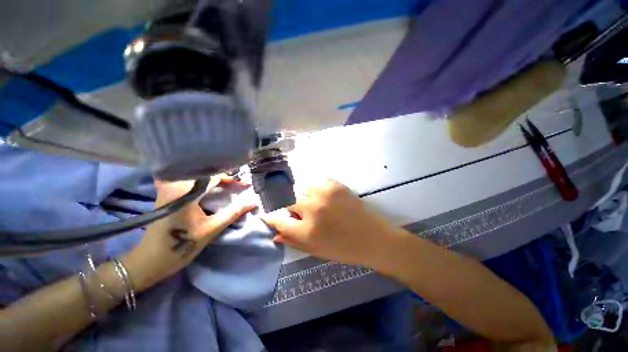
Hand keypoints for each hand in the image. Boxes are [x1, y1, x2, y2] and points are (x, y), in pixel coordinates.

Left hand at [122, 177, 255, 290]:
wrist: (149, 261)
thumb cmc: (179, 245)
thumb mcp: (211, 229)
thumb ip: (234, 212)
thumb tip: (254, 201)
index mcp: (183, 191)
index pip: (213, 176)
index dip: (232, 179)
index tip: (246, 184)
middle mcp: (174, 184)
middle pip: (205, 174)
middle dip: (224, 178)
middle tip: (239, 185)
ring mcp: (169, 189)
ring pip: (198, 178)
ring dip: (215, 181)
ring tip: (230, 186)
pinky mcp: (168, 195)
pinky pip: (191, 184)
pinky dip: (205, 185)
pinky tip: (213, 191)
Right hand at [262, 179, 397, 265]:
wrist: (375, 238)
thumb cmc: (346, 250)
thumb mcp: (317, 252)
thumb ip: (294, 242)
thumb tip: (275, 234)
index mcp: (308, 231)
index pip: (278, 220)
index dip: (269, 217)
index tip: (266, 214)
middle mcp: (313, 209)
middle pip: (286, 199)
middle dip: (283, 203)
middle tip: (288, 207)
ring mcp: (325, 194)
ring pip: (298, 185)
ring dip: (297, 192)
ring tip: (303, 198)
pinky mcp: (336, 185)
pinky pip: (315, 179)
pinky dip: (311, 185)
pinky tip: (316, 192)